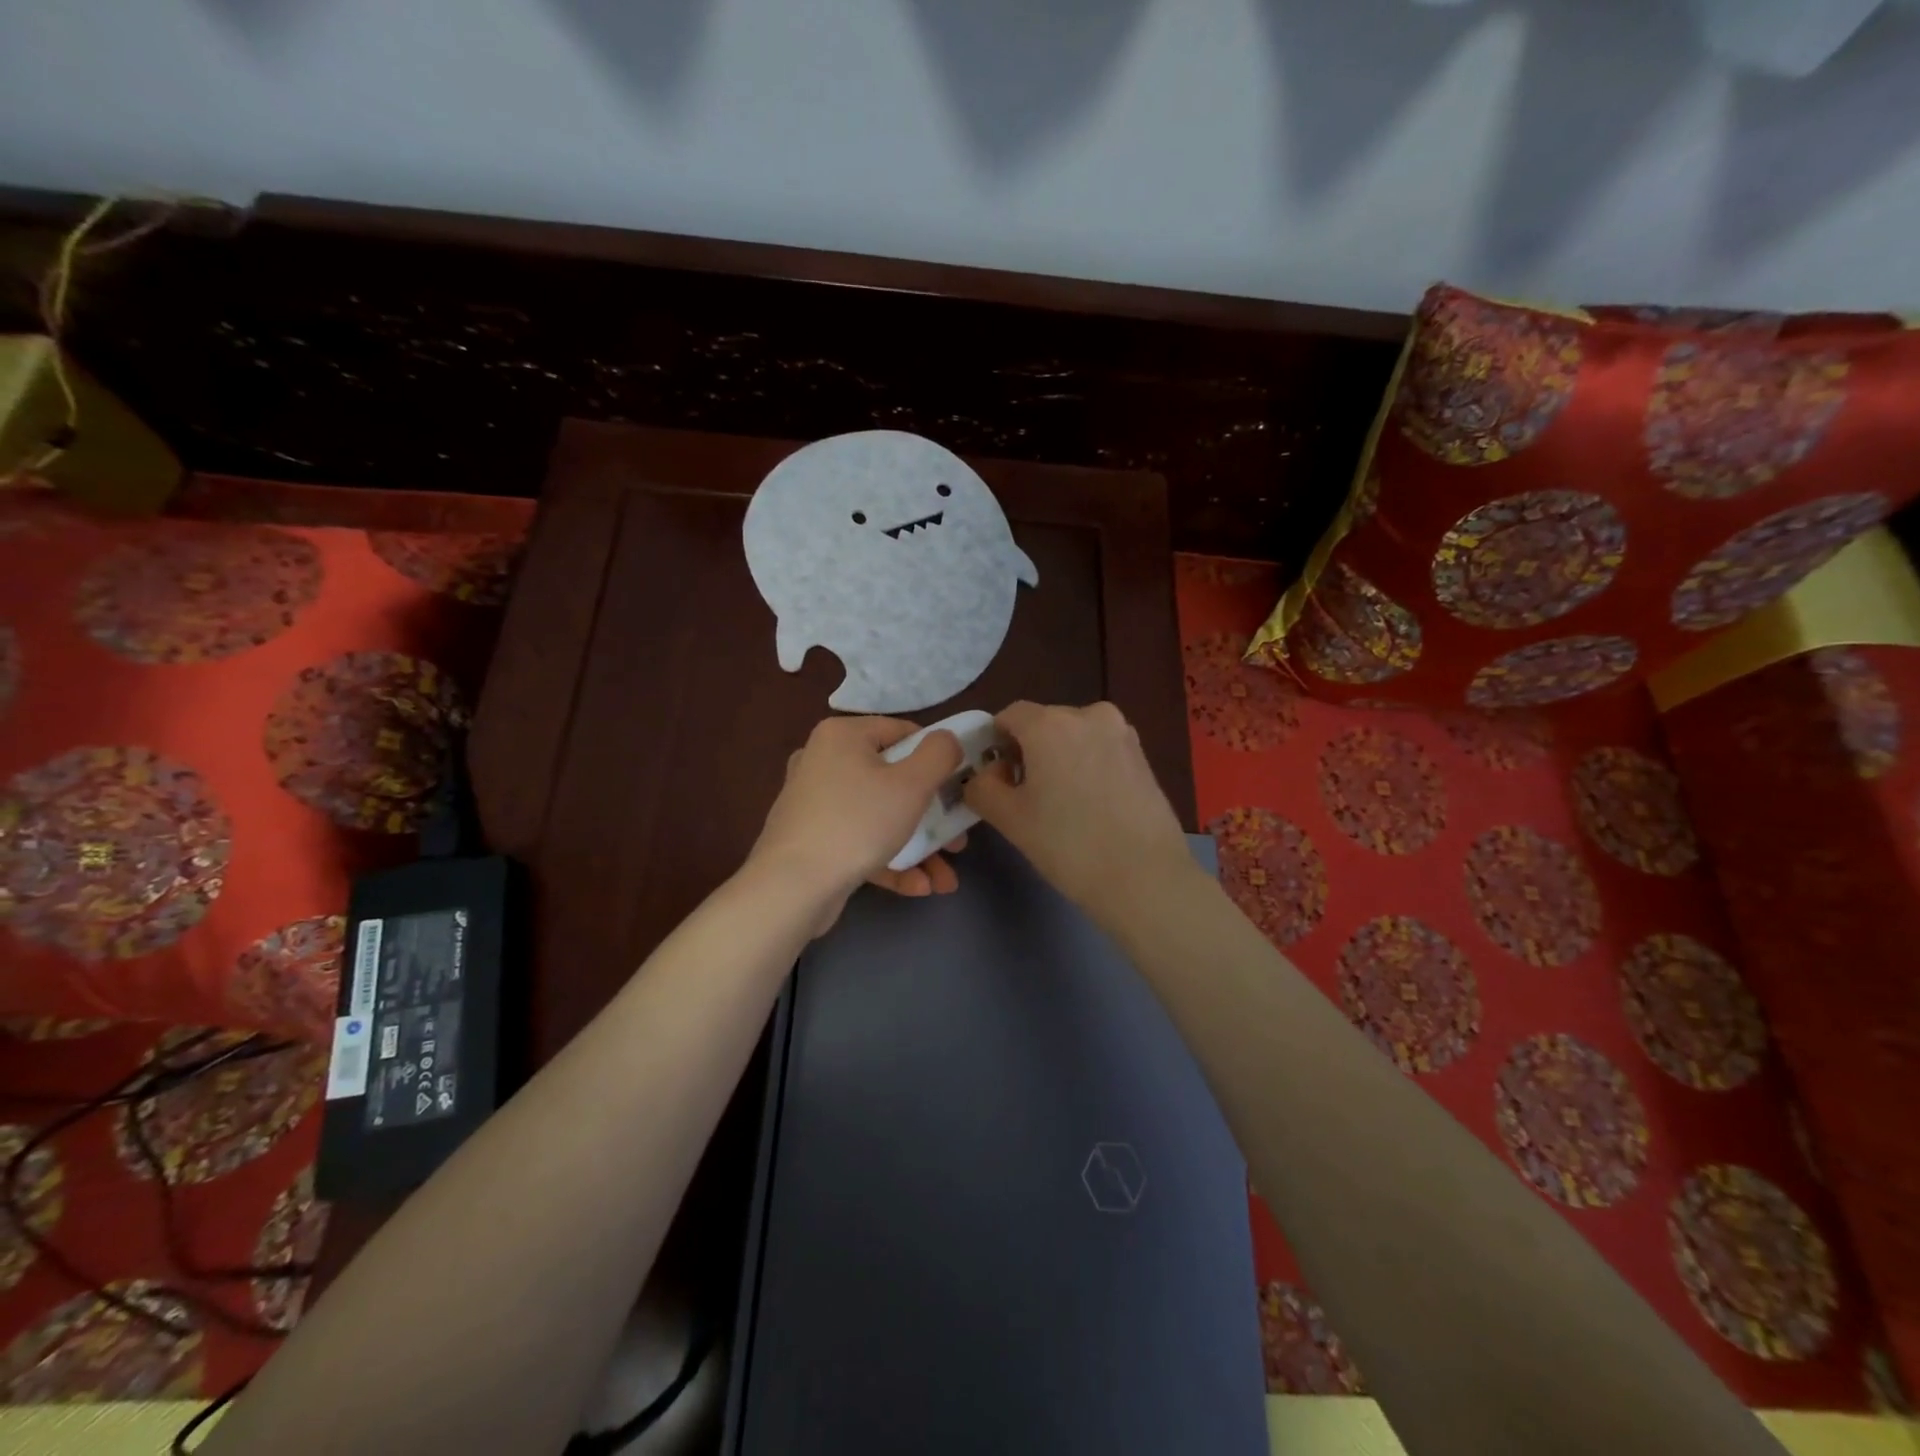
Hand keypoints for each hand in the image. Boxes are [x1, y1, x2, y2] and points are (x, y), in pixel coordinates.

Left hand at [749, 716, 966, 931]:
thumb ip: (939, 754)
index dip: (936, 758)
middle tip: (957, 841)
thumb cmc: (857, 823)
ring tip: (945, 879)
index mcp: (842, 736)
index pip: (902, 732)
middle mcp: (823, 761)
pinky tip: (918, 887)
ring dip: (917, 846)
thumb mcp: (912, 784)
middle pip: (893, 780)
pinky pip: (859, 841)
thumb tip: (947, 738)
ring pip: (879, 817)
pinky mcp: (812, 840)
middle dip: (932, 816)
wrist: (791, 888)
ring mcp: (814, 803)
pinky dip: (889, 860)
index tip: (958, 787)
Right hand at [964, 701, 1194, 924]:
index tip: (996, 778)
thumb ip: (982, 787)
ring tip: (1061, 803)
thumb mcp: (1008, 818)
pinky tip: (1090, 804)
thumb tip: (986, 775)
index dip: (995, 744)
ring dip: (1059, 758)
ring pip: (1074, 736)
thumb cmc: (1068, 845)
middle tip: (1025, 796)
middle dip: (1028, 751)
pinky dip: (1086, 766)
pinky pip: (1100, 749)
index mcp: (1050, 723)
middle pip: (1043, 723)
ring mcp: (1121, 732)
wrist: (1145, 877)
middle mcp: (1088, 714)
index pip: (1009, 716)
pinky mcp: (1143, 754)